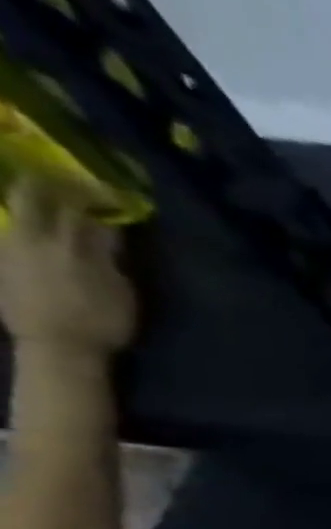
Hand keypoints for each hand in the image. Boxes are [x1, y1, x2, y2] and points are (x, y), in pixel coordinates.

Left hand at [0, 178, 135, 356]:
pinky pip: (8, 229)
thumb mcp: (121, 293)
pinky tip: (32, 225)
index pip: (80, 207)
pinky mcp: (0, 258)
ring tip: (48, 200)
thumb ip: (111, 259)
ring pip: (16, 210)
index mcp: (71, 246)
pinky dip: (21, 222)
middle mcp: (35, 237)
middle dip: (51, 184)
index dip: (94, 194)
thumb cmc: (101, 323)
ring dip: (32, 201)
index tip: (110, 191)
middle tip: (69, 182)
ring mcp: (11, 245)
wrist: (56, 347)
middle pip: (33, 195)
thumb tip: (107, 232)